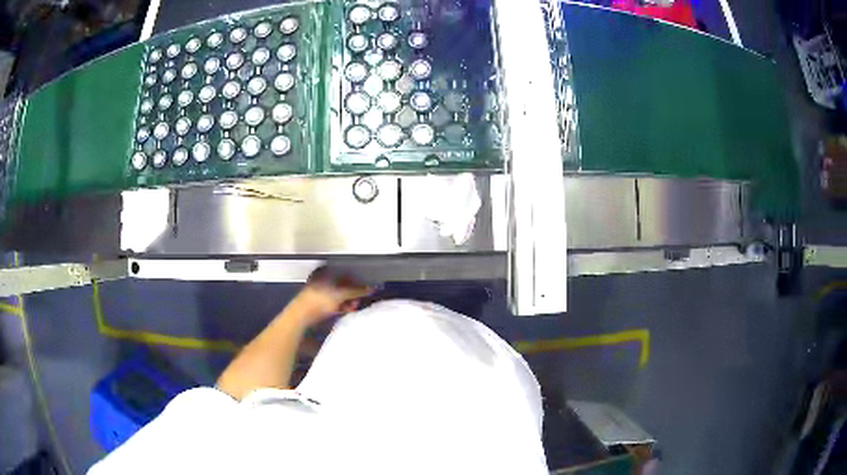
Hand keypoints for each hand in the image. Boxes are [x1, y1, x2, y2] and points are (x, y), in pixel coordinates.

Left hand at [287, 266, 371, 326]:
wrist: (301, 316)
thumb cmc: (320, 300)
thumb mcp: (340, 294)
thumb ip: (356, 291)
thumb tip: (371, 288)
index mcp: (325, 271)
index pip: (344, 272)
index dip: (356, 279)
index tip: (365, 287)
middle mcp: (322, 279)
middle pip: (342, 284)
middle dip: (352, 292)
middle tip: (360, 299)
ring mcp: (319, 291)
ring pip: (339, 294)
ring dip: (348, 300)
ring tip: (354, 306)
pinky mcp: (319, 303)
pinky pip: (334, 302)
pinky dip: (341, 306)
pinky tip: (348, 310)